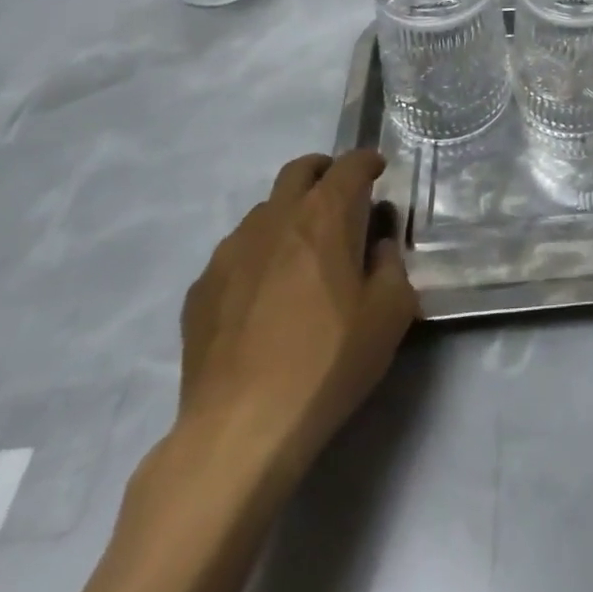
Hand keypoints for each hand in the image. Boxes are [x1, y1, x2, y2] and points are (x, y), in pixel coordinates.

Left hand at [179, 150, 417, 479]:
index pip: (350, 164)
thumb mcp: (390, 314)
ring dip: (288, 215)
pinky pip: (235, 253)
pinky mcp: (201, 288)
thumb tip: (377, 248)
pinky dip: (257, 256)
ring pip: (264, 210)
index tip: (378, 171)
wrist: (240, 429)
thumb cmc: (327, 362)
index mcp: (325, 215)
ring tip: (302, 252)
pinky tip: (263, 295)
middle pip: (299, 170)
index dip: (368, 162)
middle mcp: (276, 217)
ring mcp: (231, 250)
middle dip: (324, 172)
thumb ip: (391, 266)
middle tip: (340, 197)